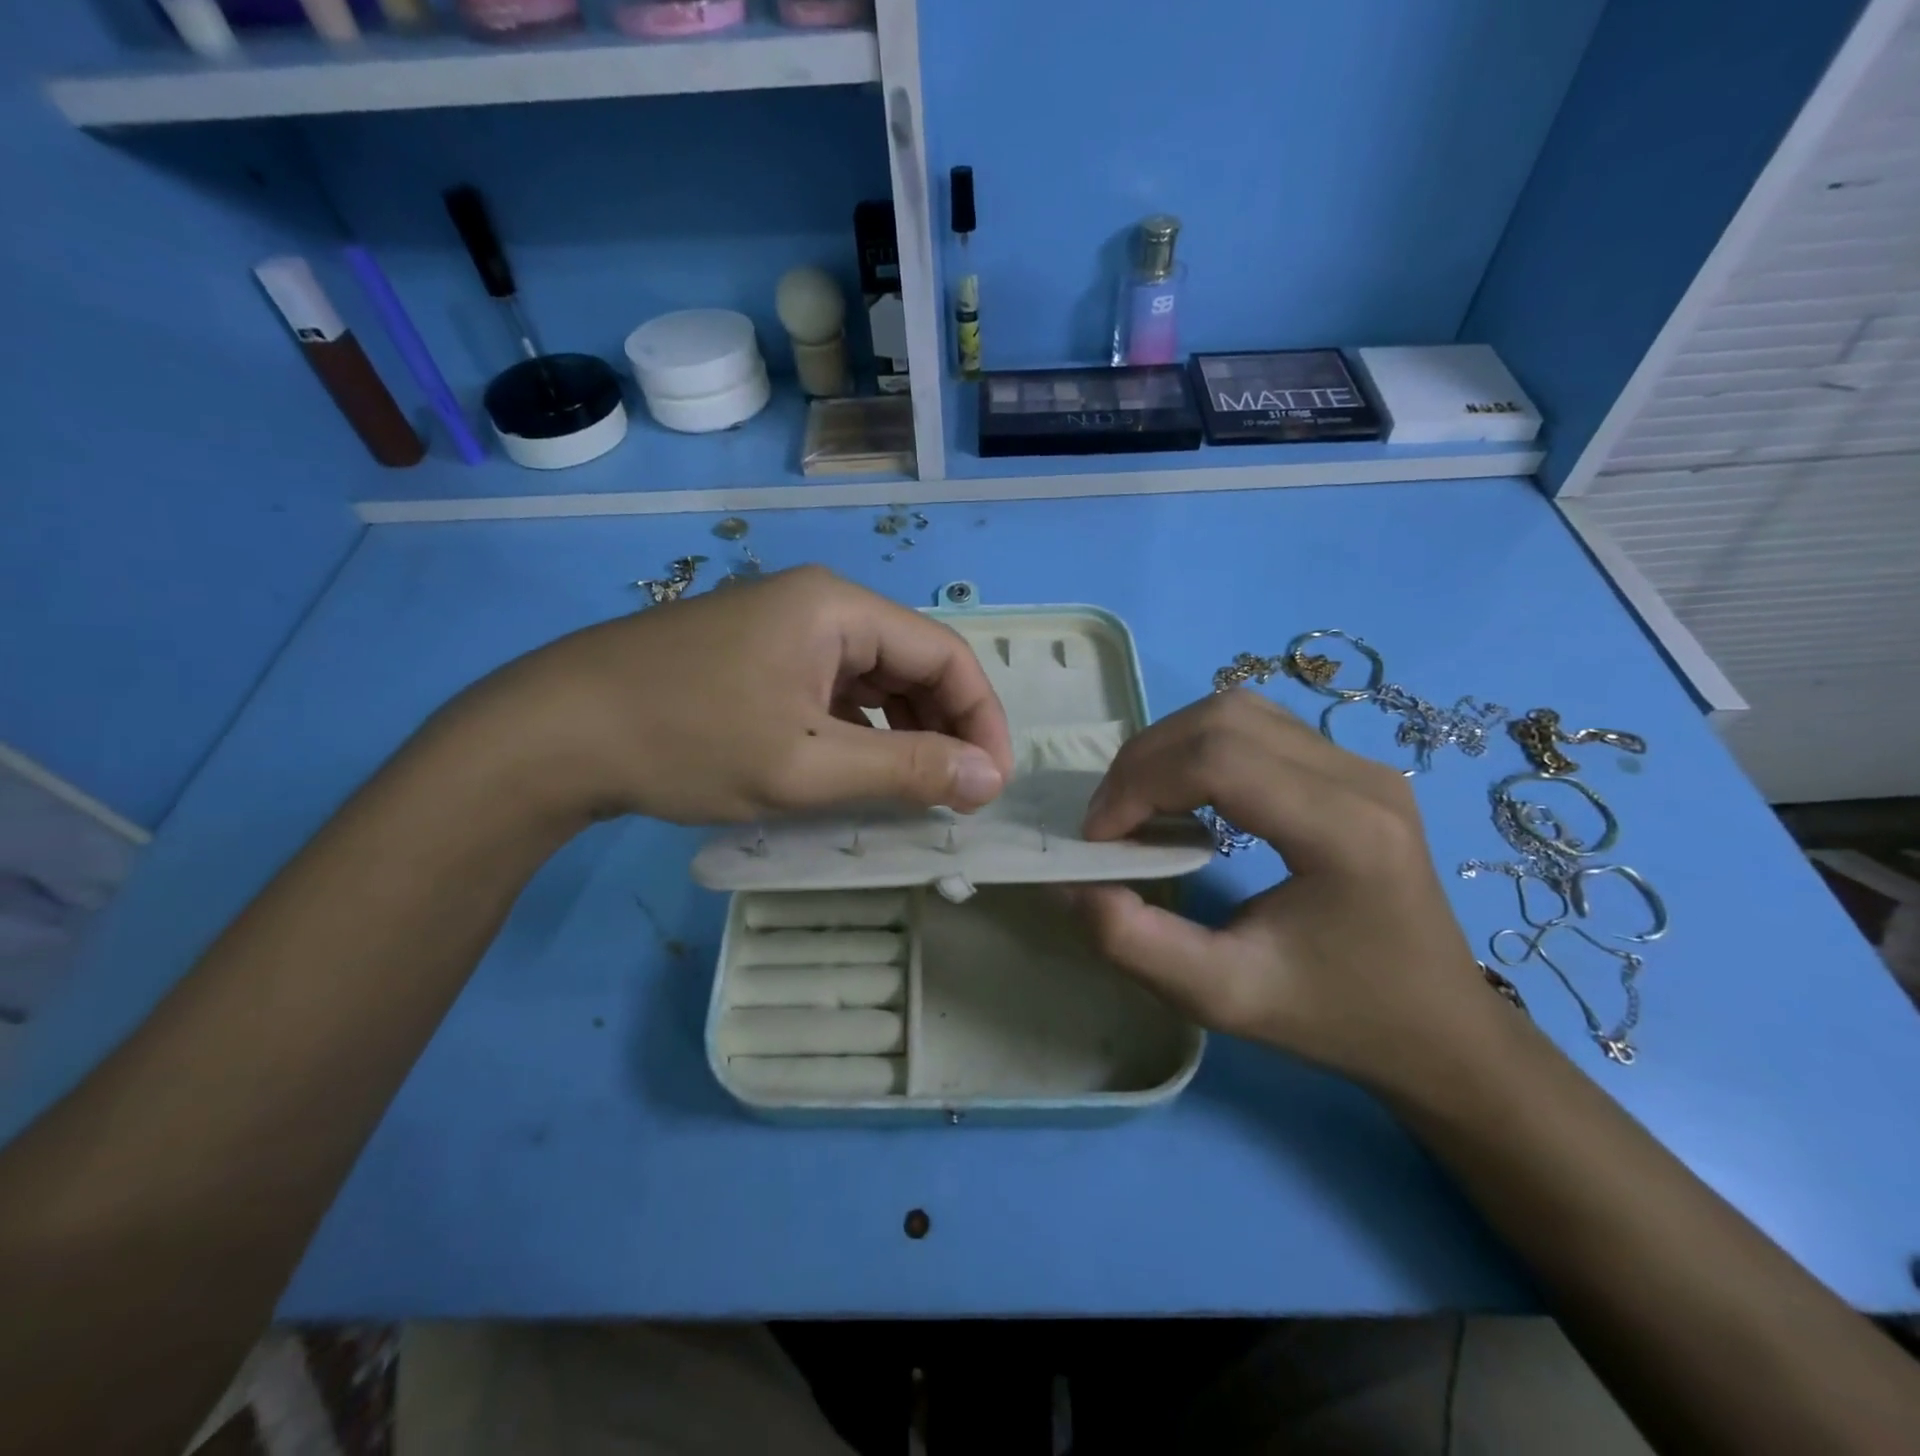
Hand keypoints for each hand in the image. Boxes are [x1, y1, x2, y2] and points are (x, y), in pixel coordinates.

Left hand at [439, 565, 1014, 825]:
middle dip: (944, 728)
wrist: (552, 733)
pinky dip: (859, 732)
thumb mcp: (805, 766)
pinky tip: (857, 772)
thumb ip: (905, 770)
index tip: (991, 785)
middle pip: (913, 663)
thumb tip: (988, 777)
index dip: (983, 719)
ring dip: (903, 733)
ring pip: (874, 680)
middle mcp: (820, 604)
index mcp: (839, 609)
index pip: (947, 654)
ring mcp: (785, 628)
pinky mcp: (758, 656)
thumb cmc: (686, 742)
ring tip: (913, 793)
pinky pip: (834, 691)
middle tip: (955, 796)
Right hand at [1071, 690, 1504, 1094]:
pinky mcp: (1352, 768)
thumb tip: (1071, 884)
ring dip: (1168, 748)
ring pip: (1237, 711)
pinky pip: (1257, 727)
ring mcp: (1362, 764)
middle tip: (1110, 822)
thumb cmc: (1335, 1018)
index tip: (1098, 839)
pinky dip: (1199, 749)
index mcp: (1345, 831)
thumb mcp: (1223, 996)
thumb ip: (1135, 944)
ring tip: (1138, 806)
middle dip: (1145, 761)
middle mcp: (1361, 777)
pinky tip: (1185, 796)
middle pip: (1223, 719)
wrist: (1438, 1031)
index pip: (1220, 759)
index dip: (1139, 785)